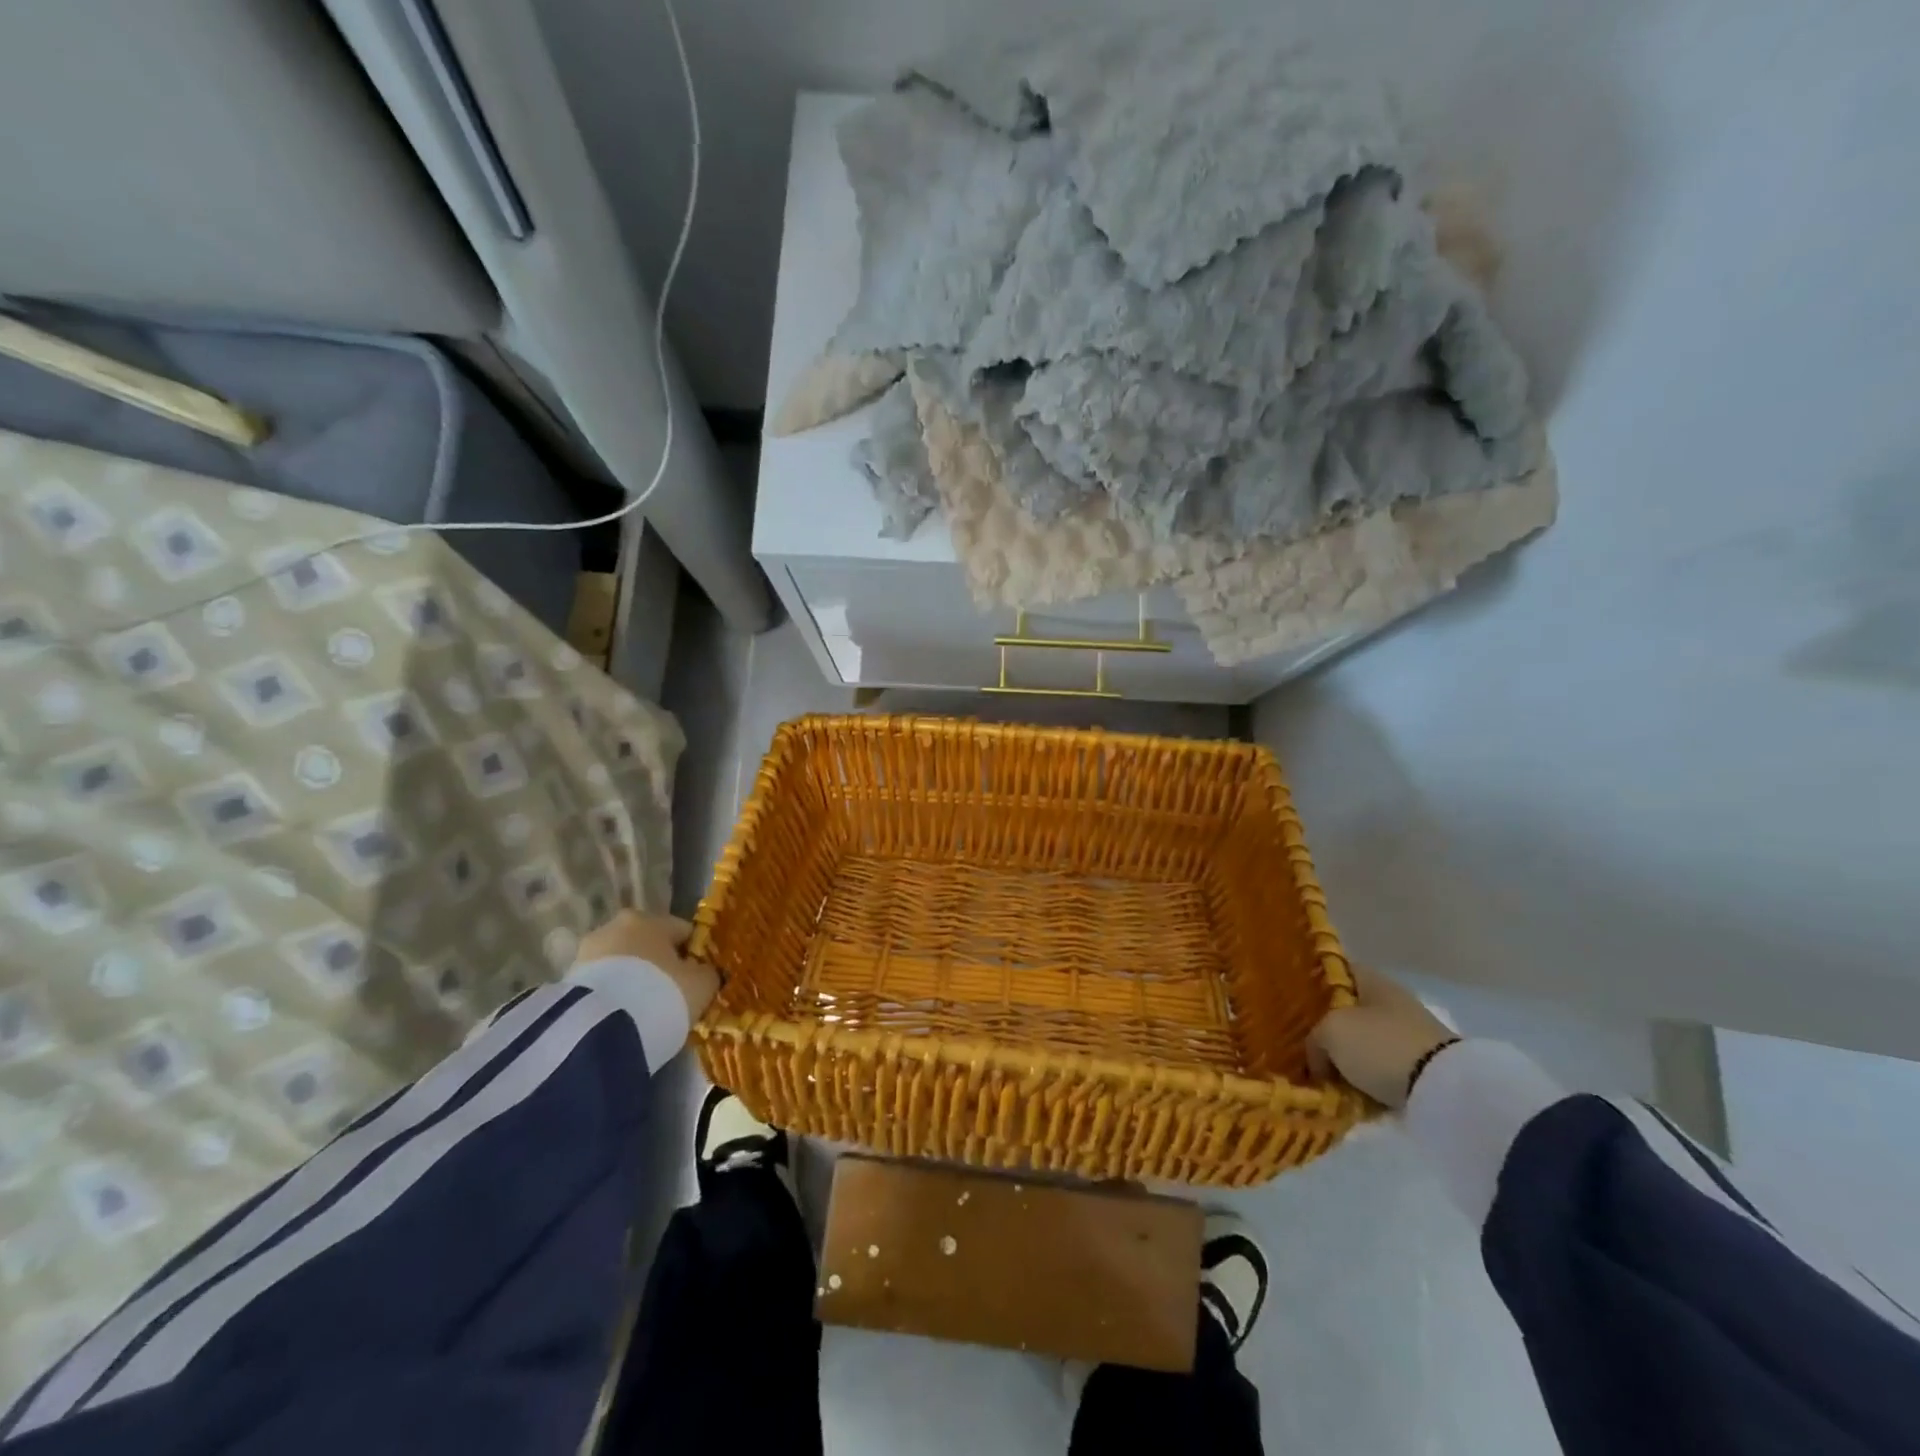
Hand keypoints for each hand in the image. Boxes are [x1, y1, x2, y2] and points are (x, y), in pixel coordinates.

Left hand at [577, 910, 718, 1023]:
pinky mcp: (566, 980)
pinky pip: (602, 984)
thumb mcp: (701, 985)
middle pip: (648, 945)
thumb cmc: (662, 994)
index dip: (694, 955)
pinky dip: (613, 996)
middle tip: (670, 997)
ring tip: (643, 1013)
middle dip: (658, 967)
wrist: (602, 1030)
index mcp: (650, 919)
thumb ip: (708, 973)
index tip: (698, 980)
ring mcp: (587, 951)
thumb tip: (706, 972)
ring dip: (632, 981)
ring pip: (622, 965)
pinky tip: (622, 1019)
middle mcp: (616, 926)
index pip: (682, 931)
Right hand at [1308, 965, 1456, 1109]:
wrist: (1443, 1091)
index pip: (1337, 971)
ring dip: (1347, 1057)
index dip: (1313, 981)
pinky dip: (1366, 1079)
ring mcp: (1410, 1036)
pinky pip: (1382, 1069)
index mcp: (1373, 981)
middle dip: (1328, 1026)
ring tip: (1322, 1075)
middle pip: (1349, 1010)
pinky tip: (1348, 1091)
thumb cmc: (1380, 1045)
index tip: (1291, 998)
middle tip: (1302, 1043)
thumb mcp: (1330, 1032)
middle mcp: (1392, 1002)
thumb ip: (1314, 1039)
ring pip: (1365, 1042)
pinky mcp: (1422, 1069)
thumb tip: (1319, 1058)